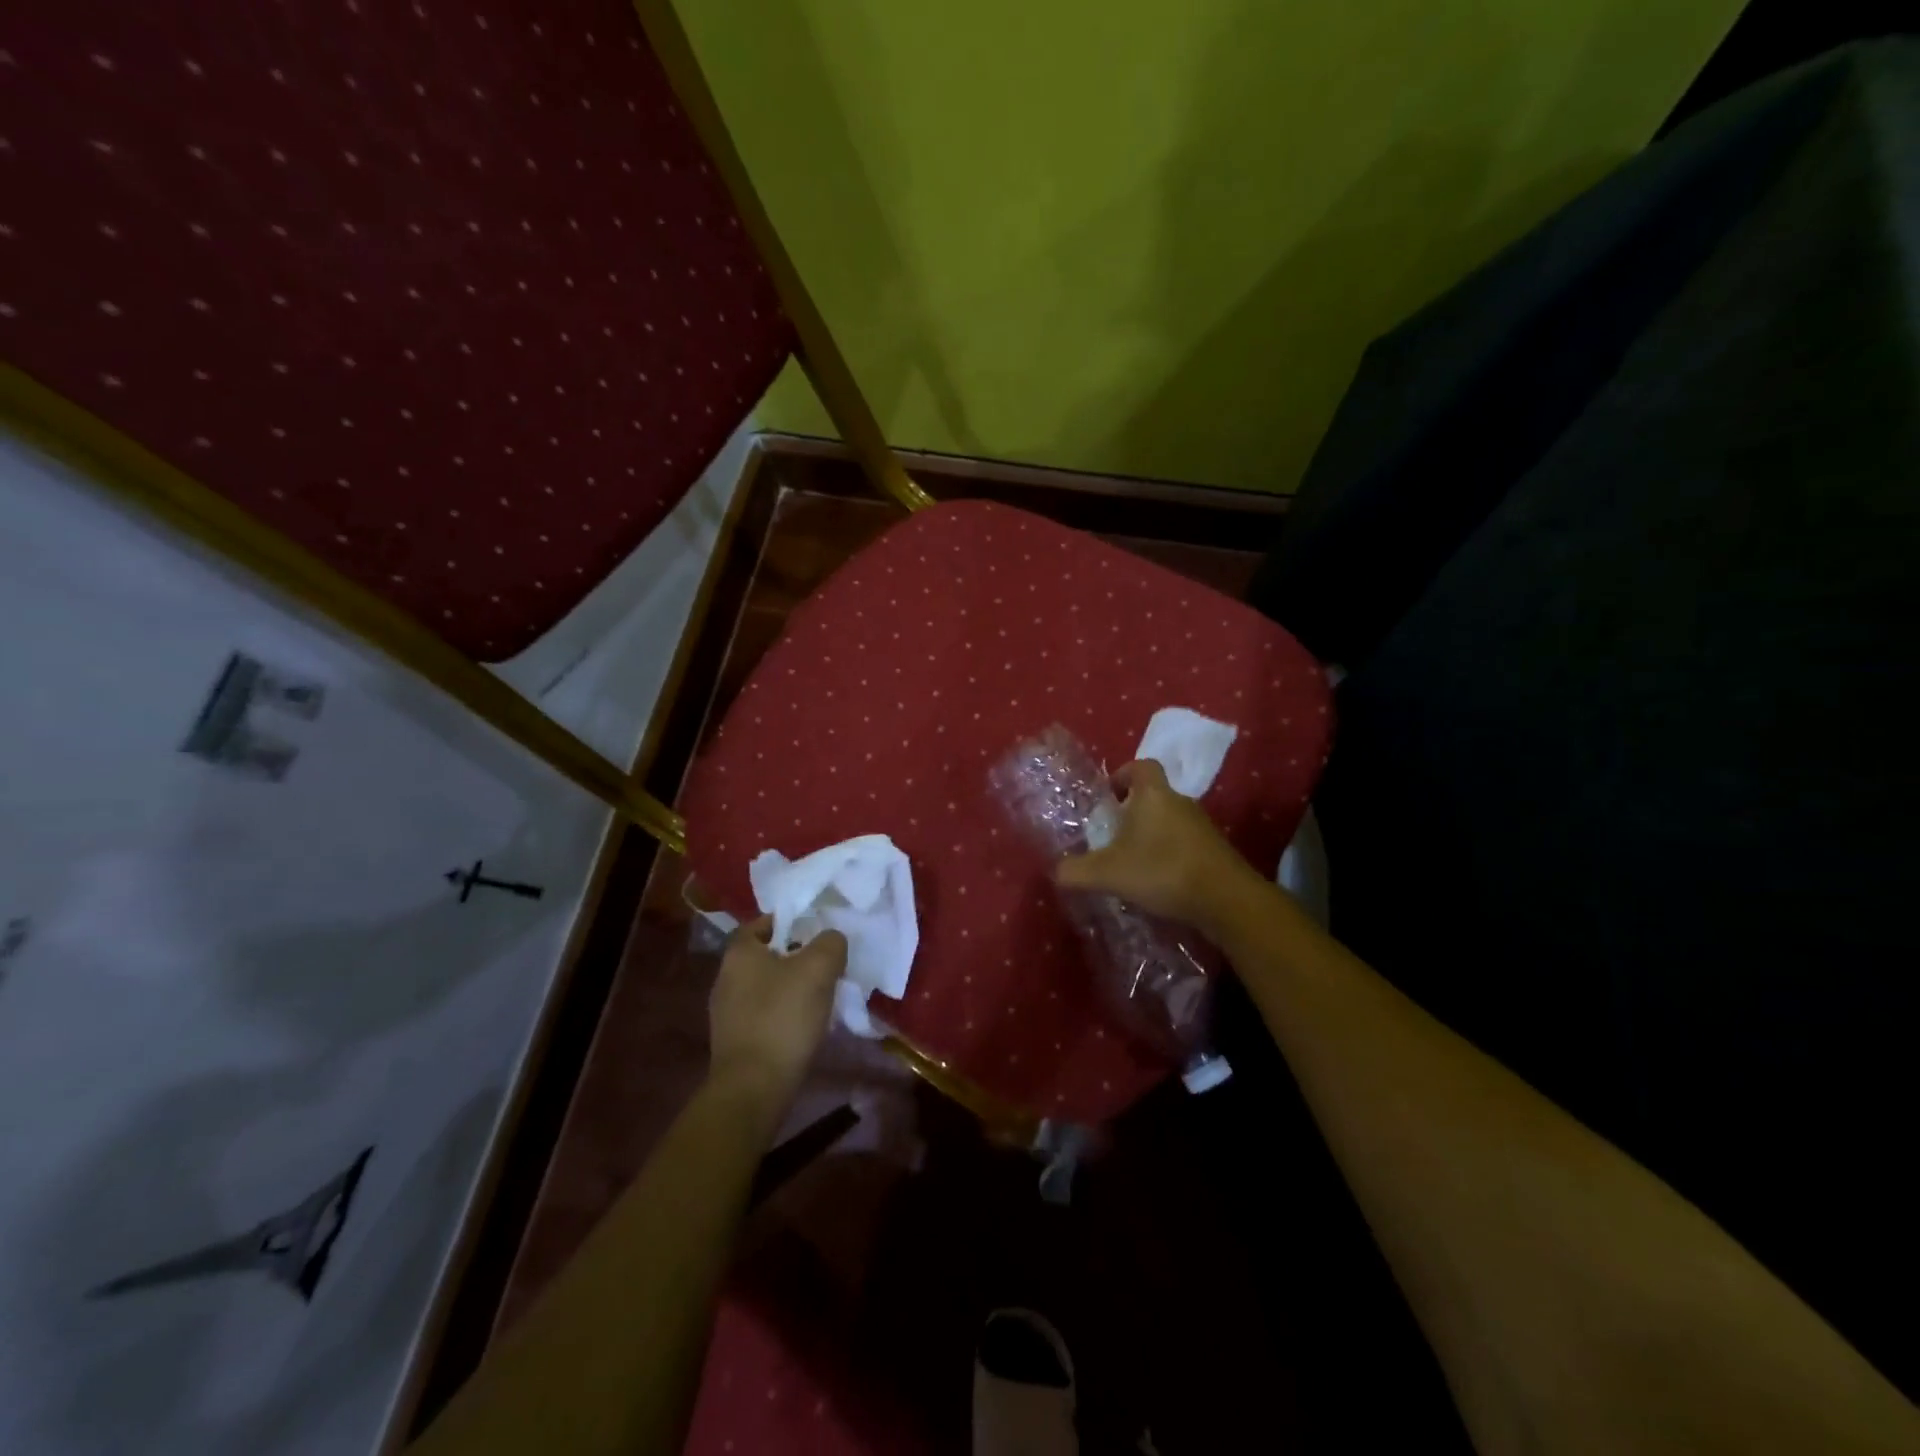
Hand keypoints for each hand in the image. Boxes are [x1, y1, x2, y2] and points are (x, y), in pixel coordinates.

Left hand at [708, 917, 846, 1110]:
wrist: (753, 1088)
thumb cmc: (783, 1018)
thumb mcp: (818, 968)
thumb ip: (830, 943)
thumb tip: (832, 940)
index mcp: (739, 953)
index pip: (763, 923)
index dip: (791, 922)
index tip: (817, 931)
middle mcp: (725, 978)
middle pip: (767, 956)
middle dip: (796, 957)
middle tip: (827, 964)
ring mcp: (726, 1013)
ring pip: (767, 987)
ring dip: (792, 988)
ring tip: (823, 996)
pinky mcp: (735, 1041)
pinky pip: (765, 1015)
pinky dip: (784, 1014)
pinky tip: (806, 1026)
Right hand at [1055, 759, 1256, 935]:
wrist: (1226, 899)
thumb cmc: (1163, 871)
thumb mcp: (1109, 873)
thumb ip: (1077, 871)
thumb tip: (1056, 871)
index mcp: (1153, 795)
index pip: (1140, 766)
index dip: (1122, 775)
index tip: (1108, 796)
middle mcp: (1179, 802)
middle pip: (1153, 795)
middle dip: (1132, 811)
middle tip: (1112, 834)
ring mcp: (1201, 826)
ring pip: (1169, 820)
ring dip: (1151, 835)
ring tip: (1132, 861)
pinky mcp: (1214, 850)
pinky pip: (1184, 843)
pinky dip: (1169, 854)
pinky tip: (1157, 880)